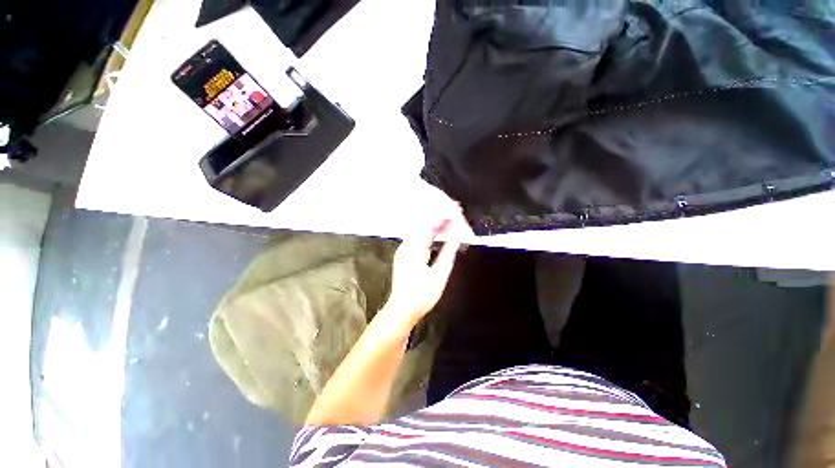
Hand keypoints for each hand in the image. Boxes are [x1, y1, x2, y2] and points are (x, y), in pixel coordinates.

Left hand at [384, 215, 466, 325]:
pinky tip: (440, 233)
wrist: (401, 310)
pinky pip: (419, 237)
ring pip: (421, 230)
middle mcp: (406, 245)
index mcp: (413, 248)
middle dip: (440, 217)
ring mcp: (404, 249)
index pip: (430, 224)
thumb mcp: (439, 276)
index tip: (457, 211)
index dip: (444, 216)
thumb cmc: (421, 296)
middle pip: (424, 223)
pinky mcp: (405, 254)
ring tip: (451, 220)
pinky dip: (431, 233)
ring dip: (436, 224)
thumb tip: (456, 238)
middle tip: (456, 213)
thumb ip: (448, 254)